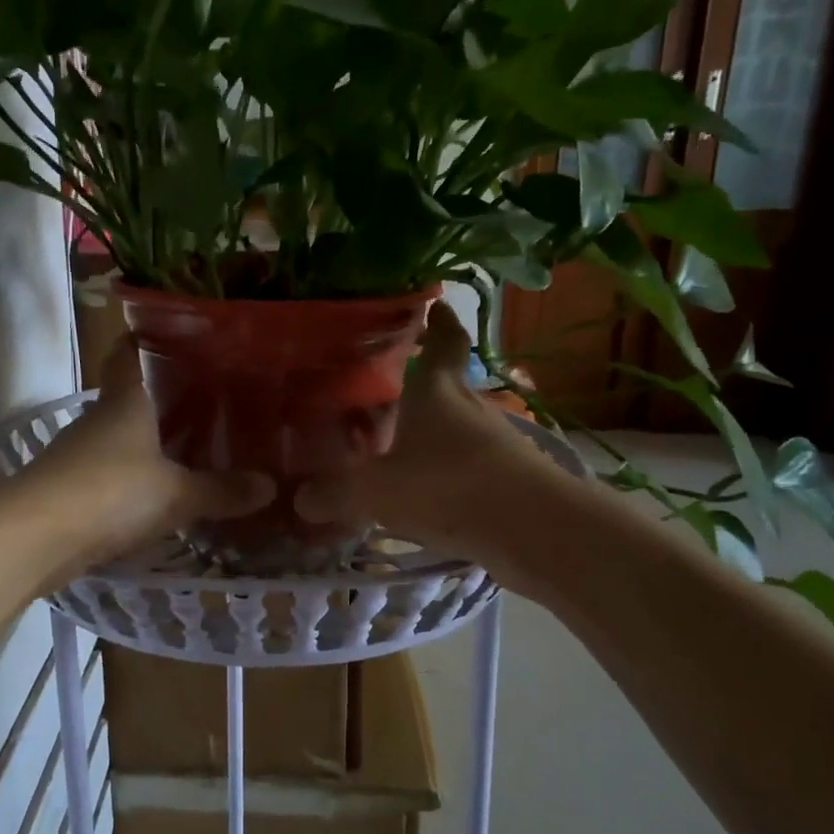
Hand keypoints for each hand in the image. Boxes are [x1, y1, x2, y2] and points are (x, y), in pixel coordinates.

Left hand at [19, 340, 273, 575]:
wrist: (34, 537)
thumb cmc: (110, 493)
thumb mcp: (176, 493)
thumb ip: (221, 490)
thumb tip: (270, 485)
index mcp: (124, 403)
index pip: (128, 354)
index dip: (145, 340)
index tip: (174, 335)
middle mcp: (98, 421)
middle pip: (128, 399)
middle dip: (161, 399)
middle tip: (208, 402)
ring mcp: (78, 456)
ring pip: (118, 439)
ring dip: (146, 444)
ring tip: (190, 450)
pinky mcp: (68, 491)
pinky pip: (109, 476)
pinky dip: (132, 480)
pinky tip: (157, 496)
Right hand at [294, 302, 578, 563]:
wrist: (533, 528)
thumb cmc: (448, 485)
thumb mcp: (376, 491)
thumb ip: (334, 494)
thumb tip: (300, 499)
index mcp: (437, 390)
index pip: (443, 339)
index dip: (438, 320)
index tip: (431, 304)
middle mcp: (468, 406)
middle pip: (446, 383)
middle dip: (419, 382)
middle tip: (382, 387)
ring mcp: (493, 441)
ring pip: (456, 424)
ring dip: (432, 429)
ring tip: (395, 444)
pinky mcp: (508, 476)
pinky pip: (467, 462)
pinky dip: (445, 468)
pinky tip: (423, 489)